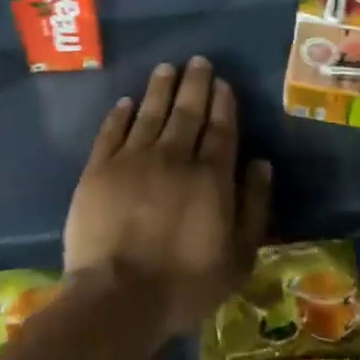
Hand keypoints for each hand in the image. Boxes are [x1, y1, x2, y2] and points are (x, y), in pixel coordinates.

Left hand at [63, 57, 271, 346]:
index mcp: (210, 177)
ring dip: (160, 89)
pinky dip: (120, 114)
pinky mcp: (98, 171)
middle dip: (194, 84)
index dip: (222, 103)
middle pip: (186, 112)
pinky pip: (111, 132)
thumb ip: (253, 206)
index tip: (222, 82)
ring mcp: (132, 160)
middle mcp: (173, 157)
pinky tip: (127, 101)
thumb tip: (261, 163)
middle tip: (198, 61)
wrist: (118, 299)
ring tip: (167, 68)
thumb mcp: (238, 257)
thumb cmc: (185, 284)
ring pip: (150, 113)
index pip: (220, 129)